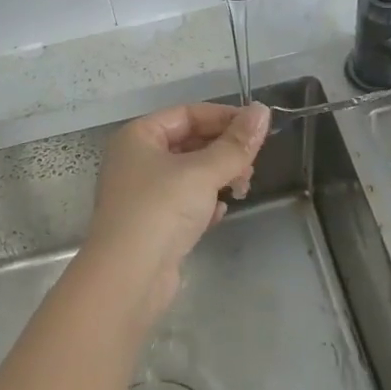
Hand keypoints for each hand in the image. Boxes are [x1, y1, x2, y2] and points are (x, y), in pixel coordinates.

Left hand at [84, 101, 269, 318]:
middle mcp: (136, 160)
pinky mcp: (151, 225)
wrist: (128, 278)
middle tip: (253, 163)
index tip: (257, 127)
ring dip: (217, 176)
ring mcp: (142, 194)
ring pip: (188, 174)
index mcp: (139, 136)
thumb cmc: (161, 209)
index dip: (223, 117)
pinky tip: (221, 212)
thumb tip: (262, 111)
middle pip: (188, 142)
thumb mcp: (203, 171)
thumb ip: (235, 144)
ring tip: (243, 188)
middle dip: (223, 150)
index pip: (187, 113)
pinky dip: (204, 203)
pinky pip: (183, 203)